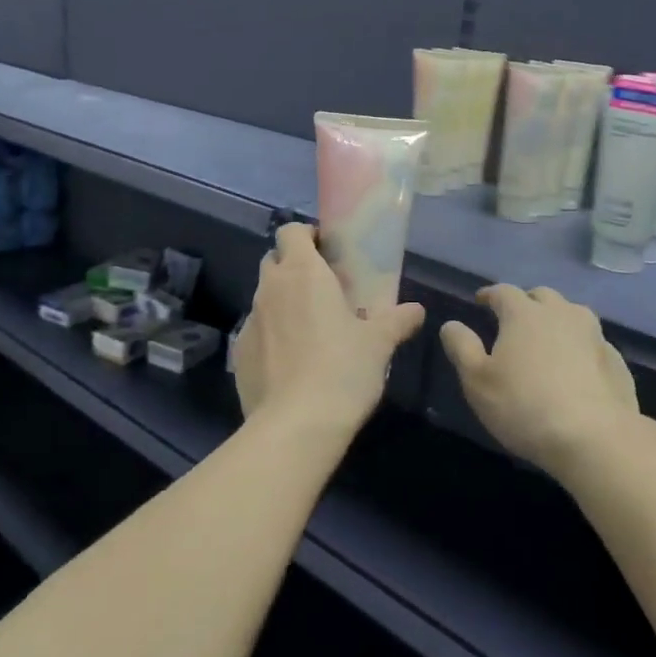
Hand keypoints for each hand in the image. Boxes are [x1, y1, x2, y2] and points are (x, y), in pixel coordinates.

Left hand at [233, 223, 424, 438]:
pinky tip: (291, 362)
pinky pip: (256, 330)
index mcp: (303, 273)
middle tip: (322, 289)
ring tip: (309, 329)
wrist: (295, 425)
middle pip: (274, 259)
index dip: (306, 236)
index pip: (291, 231)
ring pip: (264, 296)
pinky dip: (271, 335)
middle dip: (293, 266)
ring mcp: (250, 320)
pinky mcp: (238, 352)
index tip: (327, 252)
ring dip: (282, 302)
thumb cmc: (342, 370)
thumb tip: (416, 310)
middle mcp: (270, 288)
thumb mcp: (379, 344)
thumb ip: (397, 321)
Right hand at [440, 286, 639, 477]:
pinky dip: (580, 346)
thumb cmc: (524, 405)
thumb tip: (451, 325)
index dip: (490, 294)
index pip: (504, 291)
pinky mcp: (616, 361)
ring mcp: (594, 335)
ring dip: (557, 319)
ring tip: (547, 339)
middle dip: (526, 302)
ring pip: (573, 314)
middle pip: (542, 296)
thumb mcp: (477, 380)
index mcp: (525, 313)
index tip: (481, 301)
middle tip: (514, 320)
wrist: (595, 438)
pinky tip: (576, 366)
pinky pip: (593, 342)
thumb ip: (461, 347)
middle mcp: (562, 314)